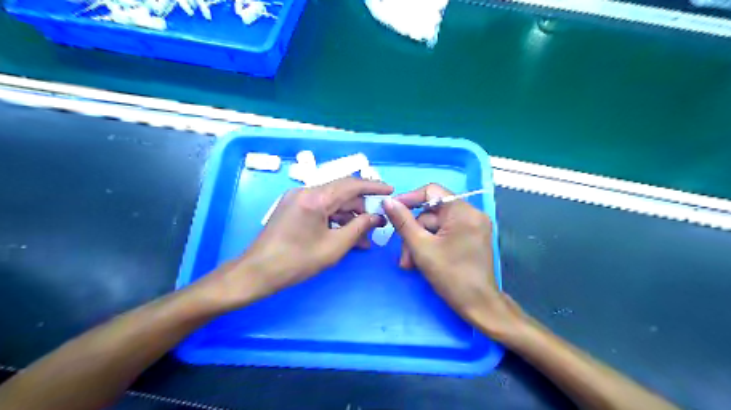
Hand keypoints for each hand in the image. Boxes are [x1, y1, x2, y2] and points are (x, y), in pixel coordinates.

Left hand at [211, 176, 393, 307]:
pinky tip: (344, 235)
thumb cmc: (297, 261)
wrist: (257, 272)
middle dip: (361, 209)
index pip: (351, 184)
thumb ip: (359, 228)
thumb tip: (376, 218)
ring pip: (332, 202)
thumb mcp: (334, 246)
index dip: (373, 186)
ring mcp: (297, 198)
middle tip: (375, 226)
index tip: (390, 190)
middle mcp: (305, 191)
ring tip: (362, 238)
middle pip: (342, 193)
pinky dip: (334, 219)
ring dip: (348, 217)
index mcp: (315, 197)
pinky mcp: (293, 207)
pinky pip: (320, 207)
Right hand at [385, 184, 522, 336]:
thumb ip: (403, 222)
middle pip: (431, 213)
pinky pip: (444, 233)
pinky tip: (420, 262)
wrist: (479, 306)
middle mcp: (471, 214)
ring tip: (409, 264)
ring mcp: (472, 226)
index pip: (431, 191)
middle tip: (403, 254)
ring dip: (419, 243)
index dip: (409, 199)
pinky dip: (430, 245)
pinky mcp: (471, 238)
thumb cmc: (451, 276)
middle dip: (413, 233)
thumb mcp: (421, 247)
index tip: (391, 210)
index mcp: (463, 211)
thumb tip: (387, 201)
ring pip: (435, 226)